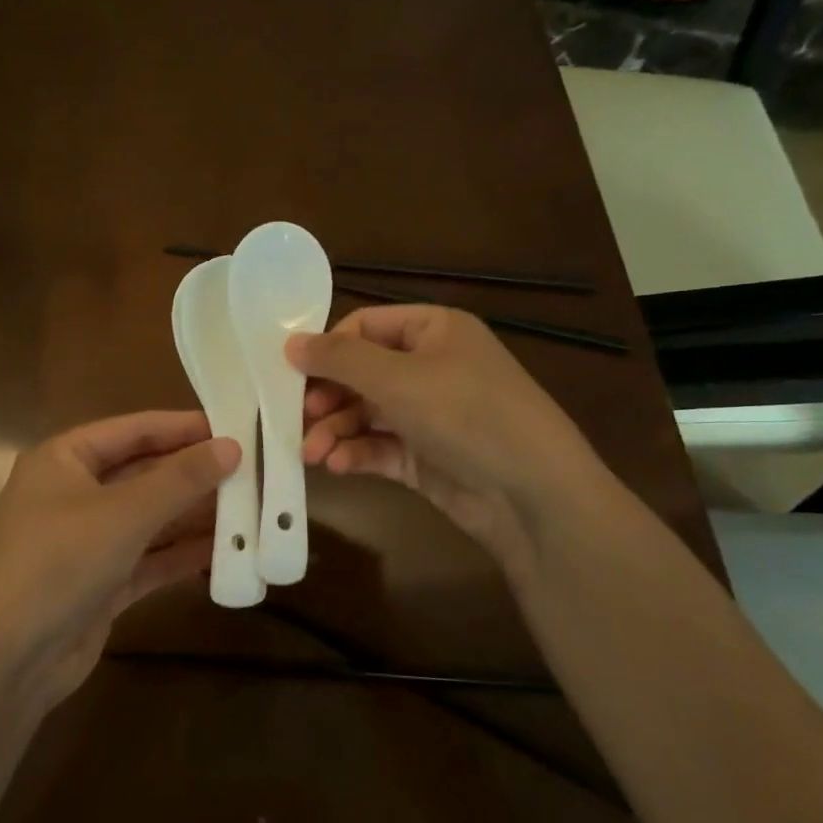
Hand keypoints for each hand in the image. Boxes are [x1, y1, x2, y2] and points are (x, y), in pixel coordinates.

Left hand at [0, 411, 239, 708]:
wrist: (5, 660)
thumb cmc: (58, 562)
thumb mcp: (124, 513)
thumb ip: (180, 479)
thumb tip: (231, 446)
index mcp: (65, 459)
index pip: (134, 430)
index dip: (184, 427)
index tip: (236, 426)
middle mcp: (74, 493)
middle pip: (145, 474)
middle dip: (195, 475)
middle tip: (254, 470)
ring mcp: (87, 541)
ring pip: (150, 519)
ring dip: (194, 516)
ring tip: (251, 508)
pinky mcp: (100, 583)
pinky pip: (149, 559)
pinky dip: (182, 555)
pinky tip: (226, 550)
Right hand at [289, 304, 610, 568]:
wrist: (533, 495)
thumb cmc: (467, 415)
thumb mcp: (399, 378)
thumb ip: (339, 359)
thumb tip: (289, 344)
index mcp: (434, 330)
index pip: (365, 326)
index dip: (328, 348)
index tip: (292, 375)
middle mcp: (431, 367)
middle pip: (361, 373)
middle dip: (328, 397)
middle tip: (298, 418)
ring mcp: (429, 415)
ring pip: (366, 414)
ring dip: (335, 430)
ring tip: (312, 453)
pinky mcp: (426, 456)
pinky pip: (380, 447)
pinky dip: (356, 453)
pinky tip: (337, 465)